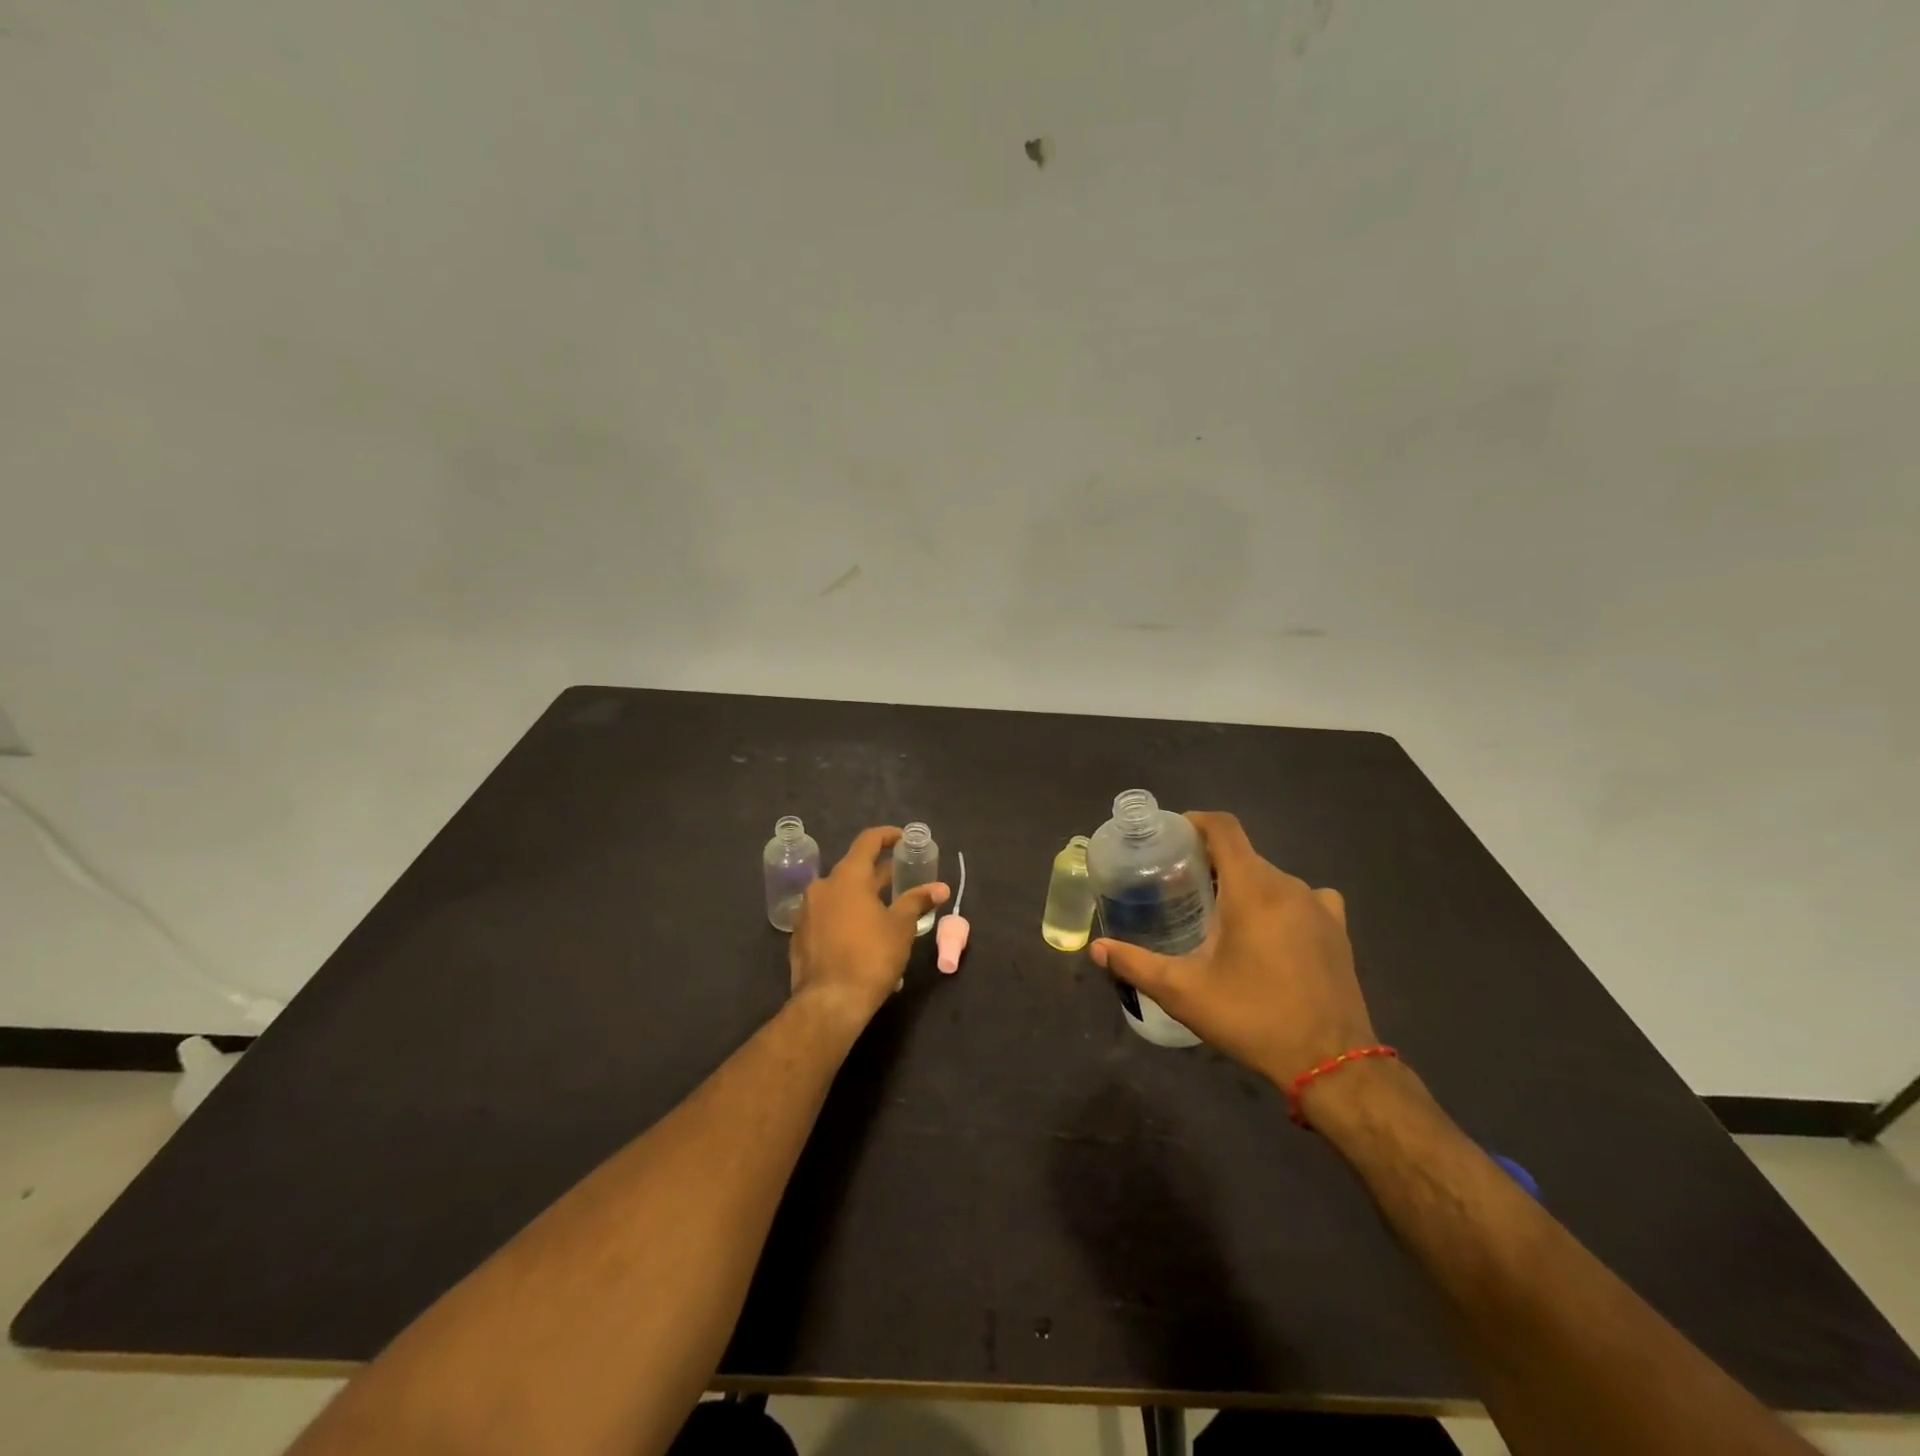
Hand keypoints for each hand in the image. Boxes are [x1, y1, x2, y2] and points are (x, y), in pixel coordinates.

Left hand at [789, 826, 948, 1030]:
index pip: (868, 841)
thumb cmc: (871, 956)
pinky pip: (828, 917)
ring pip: (840, 895)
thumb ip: (918, 901)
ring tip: (887, 913)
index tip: (904, 839)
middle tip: (903, 880)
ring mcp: (807, 911)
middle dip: (879, 874)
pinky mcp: (800, 935)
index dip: (888, 835)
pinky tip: (864, 938)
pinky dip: (847, 918)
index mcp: (847, 876)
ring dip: (863, 898)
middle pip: (854, 869)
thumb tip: (940, 887)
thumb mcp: (901, 927)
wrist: (829, 1002)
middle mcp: (822, 886)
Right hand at [1090, 812, 1374, 1089]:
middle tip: (1179, 887)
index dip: (1195, 822)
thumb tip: (1096, 948)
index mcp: (1252, 888)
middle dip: (1210, 862)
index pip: (1224, 828)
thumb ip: (1136, 964)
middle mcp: (1288, 885)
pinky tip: (1269, 931)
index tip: (1170, 837)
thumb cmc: (1252, 1017)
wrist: (1331, 1064)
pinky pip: (1302, 898)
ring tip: (1217, 913)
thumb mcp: (1184, 992)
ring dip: (1242, 885)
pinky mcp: (1338, 929)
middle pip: (1243, 854)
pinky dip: (1279, 903)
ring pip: (1271, 877)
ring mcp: (1319, 906)